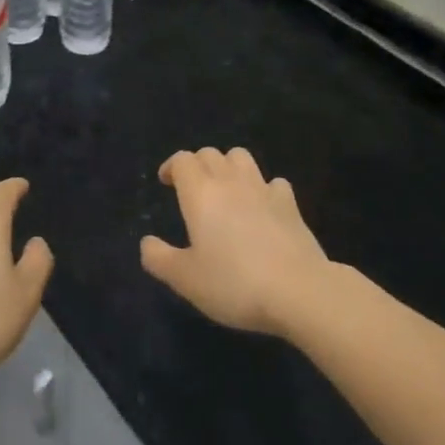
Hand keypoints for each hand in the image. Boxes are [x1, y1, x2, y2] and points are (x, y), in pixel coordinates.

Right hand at [140, 148, 330, 336]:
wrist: (298, 291)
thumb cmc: (234, 283)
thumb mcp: (185, 279)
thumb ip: (159, 258)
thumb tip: (147, 242)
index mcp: (201, 194)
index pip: (183, 160)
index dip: (172, 167)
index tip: (166, 182)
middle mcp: (230, 182)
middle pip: (210, 153)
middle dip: (197, 164)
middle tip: (192, 189)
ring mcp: (264, 189)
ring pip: (241, 157)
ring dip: (228, 166)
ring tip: (224, 190)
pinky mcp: (290, 204)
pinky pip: (272, 182)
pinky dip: (262, 188)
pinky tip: (262, 207)